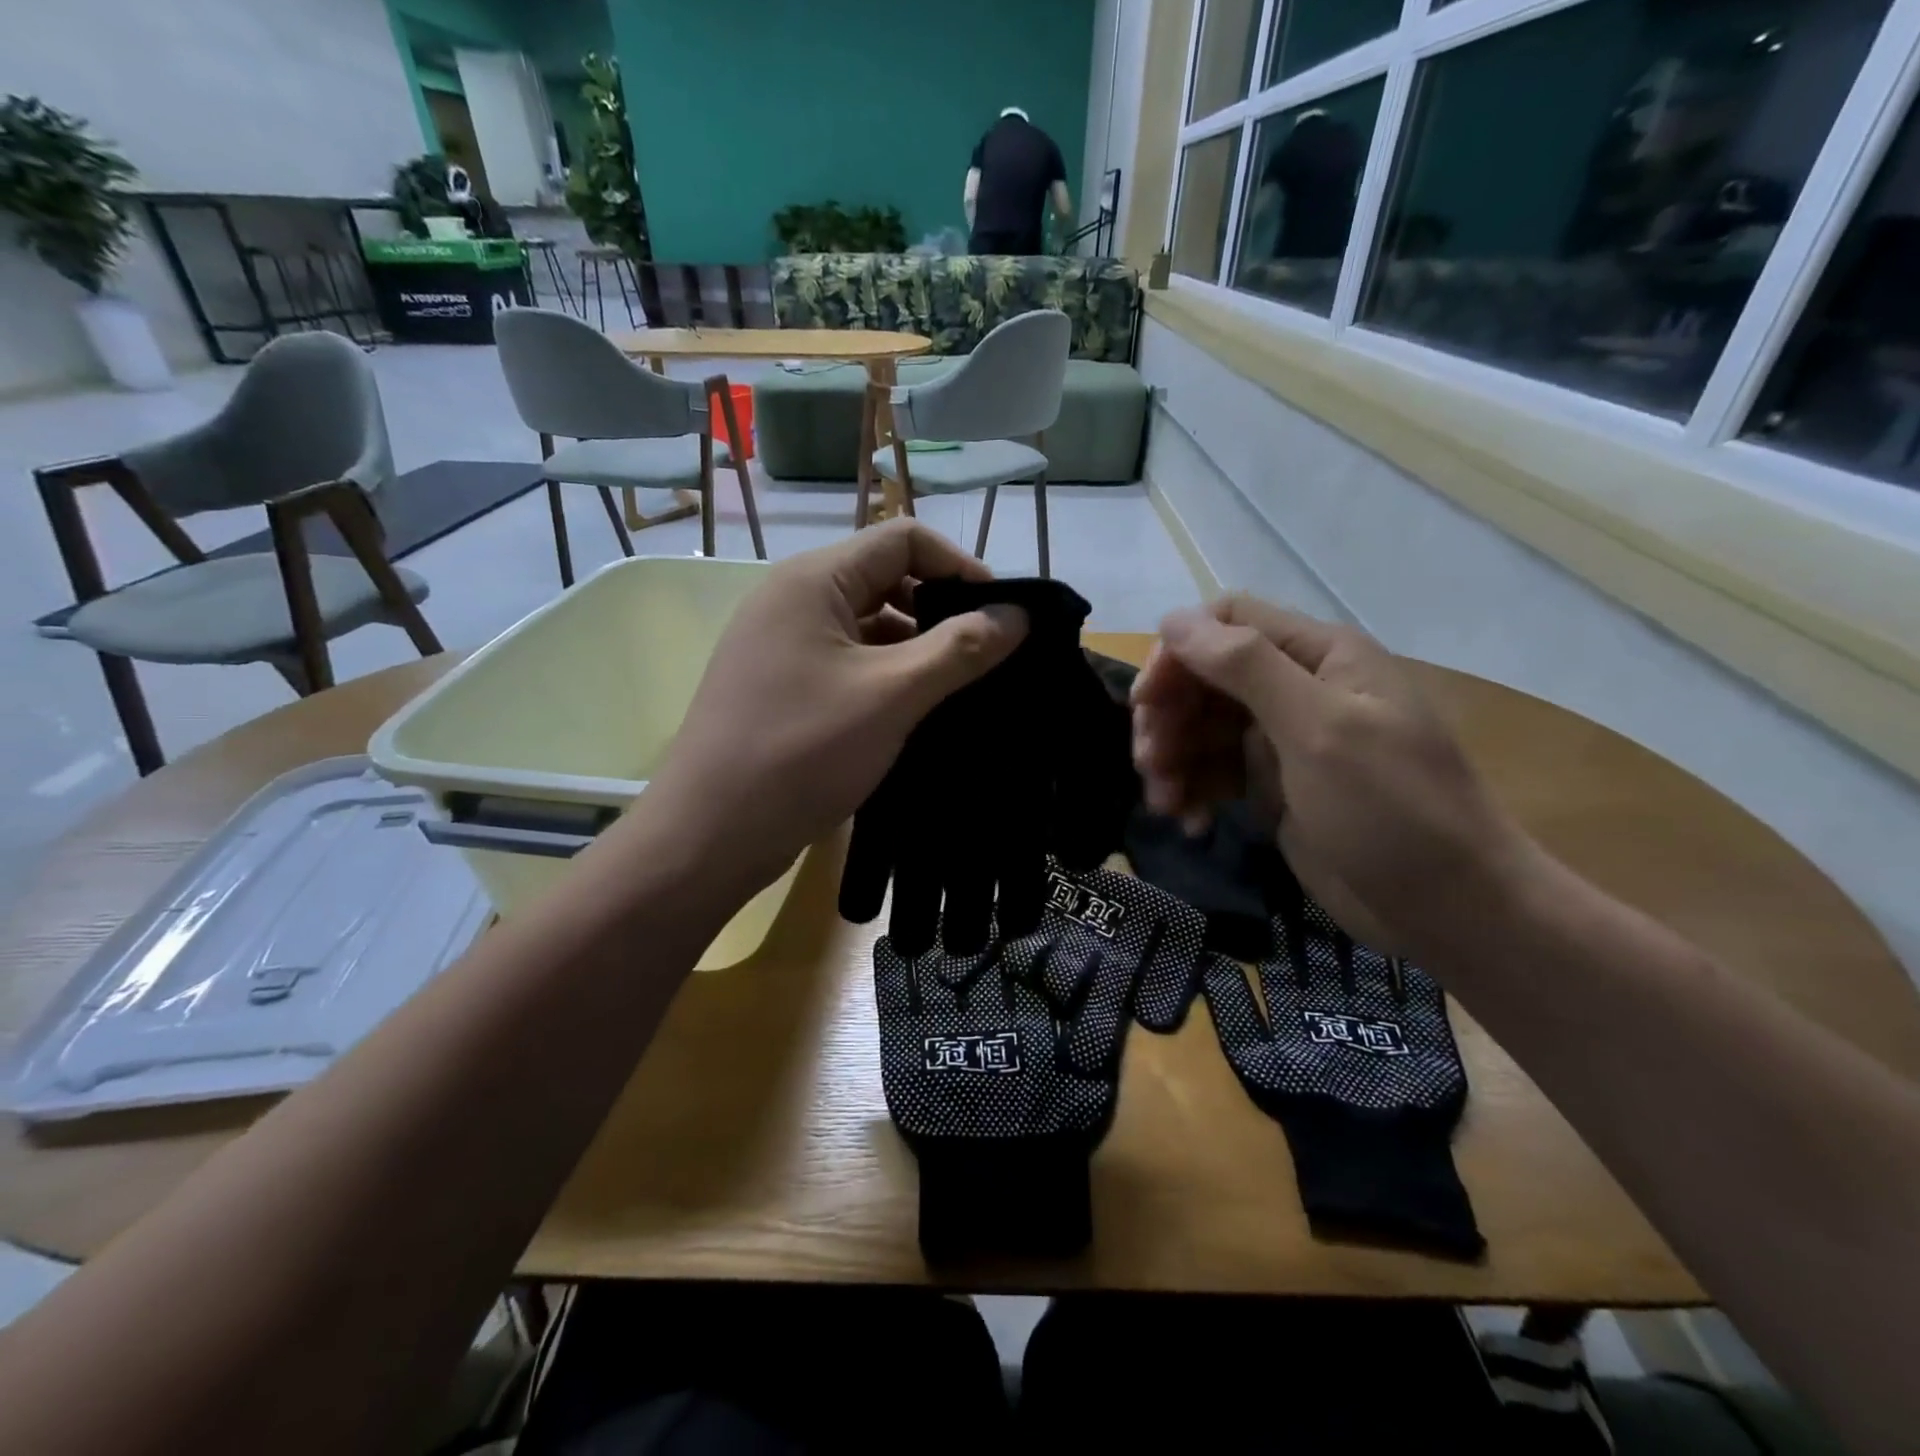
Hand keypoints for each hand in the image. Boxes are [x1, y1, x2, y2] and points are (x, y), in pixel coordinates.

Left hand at [645, 521, 1027, 895]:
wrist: (711, 835)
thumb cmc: (802, 751)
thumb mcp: (892, 695)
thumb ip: (960, 649)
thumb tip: (1019, 615)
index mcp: (814, 580)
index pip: (903, 539)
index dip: (959, 566)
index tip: (1000, 615)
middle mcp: (794, 599)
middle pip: (885, 578)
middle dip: (940, 609)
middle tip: (985, 655)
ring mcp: (783, 644)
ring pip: (867, 625)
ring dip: (916, 647)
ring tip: (959, 687)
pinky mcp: (783, 685)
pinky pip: (848, 661)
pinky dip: (887, 675)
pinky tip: (915, 710)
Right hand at [1130, 595, 1534, 957]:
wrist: (1450, 909)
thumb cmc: (1393, 810)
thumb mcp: (1319, 730)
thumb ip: (1247, 668)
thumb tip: (1174, 620)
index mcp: (1319, 655)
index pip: (1227, 622)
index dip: (1179, 653)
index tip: (1148, 703)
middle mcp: (1298, 686)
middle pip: (1206, 677)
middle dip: (1169, 716)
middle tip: (1148, 764)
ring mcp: (1283, 738)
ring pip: (1201, 727)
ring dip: (1173, 759)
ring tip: (1164, 803)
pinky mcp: (1273, 785)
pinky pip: (1214, 771)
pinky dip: (1193, 790)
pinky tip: (1190, 821)